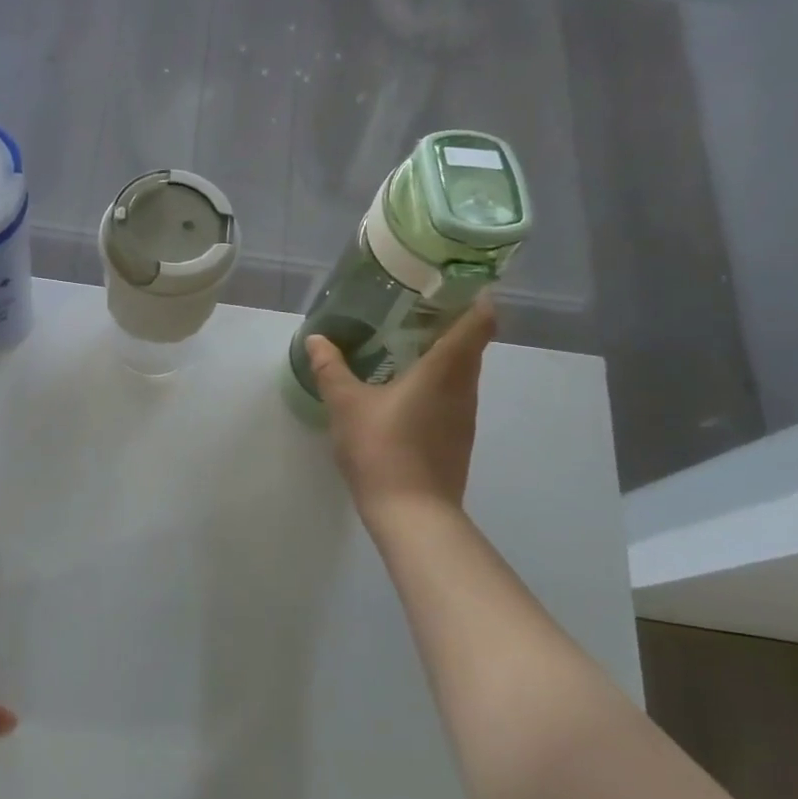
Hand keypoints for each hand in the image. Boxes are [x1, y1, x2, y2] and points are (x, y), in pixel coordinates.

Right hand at [304, 297, 494, 523]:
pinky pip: (453, 396)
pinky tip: (404, 391)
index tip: (453, 284)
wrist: (412, 513)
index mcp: (445, 369)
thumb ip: (331, 369)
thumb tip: (317, 339)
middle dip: (449, 323)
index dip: (475, 297)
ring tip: (404, 346)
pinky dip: (436, 383)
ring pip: (462, 372)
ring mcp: (465, 416)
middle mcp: (464, 387)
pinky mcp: (458, 438)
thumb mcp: (346, 405)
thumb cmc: (381, 449)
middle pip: (472, 343)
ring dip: (442, 355)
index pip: (480, 321)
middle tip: (412, 309)